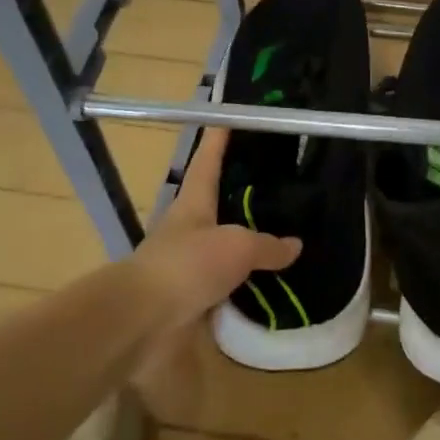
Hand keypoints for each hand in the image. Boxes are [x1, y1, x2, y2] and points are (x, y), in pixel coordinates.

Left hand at [126, 128, 300, 328]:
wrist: (144, 322)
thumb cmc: (188, 265)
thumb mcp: (237, 246)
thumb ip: (267, 245)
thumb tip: (295, 245)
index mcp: (193, 204)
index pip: (207, 162)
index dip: (217, 140)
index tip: (227, 117)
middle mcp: (189, 230)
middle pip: (216, 203)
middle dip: (241, 193)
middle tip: (277, 182)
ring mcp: (189, 266)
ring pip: (225, 246)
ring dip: (248, 243)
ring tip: (285, 234)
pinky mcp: (193, 299)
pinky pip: (228, 286)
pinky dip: (248, 285)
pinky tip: (273, 285)